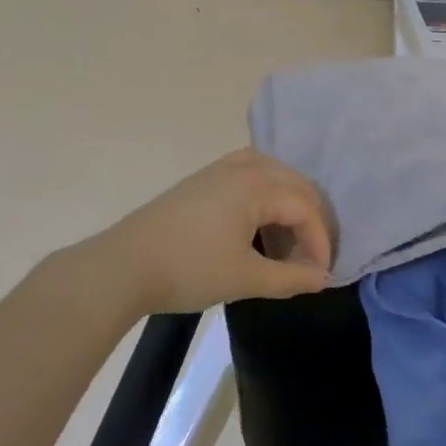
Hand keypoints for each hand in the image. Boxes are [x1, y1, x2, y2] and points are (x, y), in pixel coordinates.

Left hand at [80, 149, 333, 314]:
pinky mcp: (203, 178)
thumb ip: (290, 278)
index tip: (320, 273)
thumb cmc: (189, 269)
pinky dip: (268, 190)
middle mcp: (244, 167)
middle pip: (295, 183)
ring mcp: (220, 169)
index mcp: (257, 186)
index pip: (306, 207)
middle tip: (313, 254)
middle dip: (312, 217)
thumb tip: (322, 277)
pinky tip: (260, 215)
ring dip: (291, 200)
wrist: (123, 266)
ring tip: (291, 233)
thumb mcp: (245, 278)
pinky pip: (251, 171)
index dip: (320, 240)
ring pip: (274, 172)